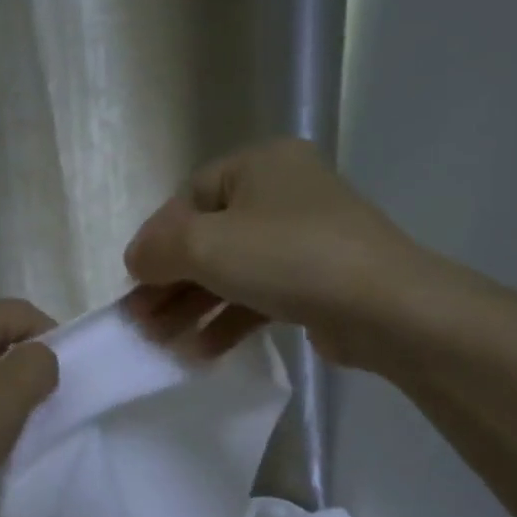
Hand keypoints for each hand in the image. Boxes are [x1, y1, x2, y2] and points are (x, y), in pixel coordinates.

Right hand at [122, 139, 424, 369]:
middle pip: (209, 239)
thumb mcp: (208, 245)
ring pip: (232, 272)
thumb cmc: (289, 258)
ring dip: (194, 308)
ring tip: (162, 343)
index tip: (132, 282)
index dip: (156, 241)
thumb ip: (160, 248)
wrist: (384, 307)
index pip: (189, 199)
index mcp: (259, 164)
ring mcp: (303, 239)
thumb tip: (136, 258)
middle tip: (140, 322)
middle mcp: (282, 194)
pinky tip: (202, 352)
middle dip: (170, 283)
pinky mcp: (316, 281)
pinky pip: (258, 296)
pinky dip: (228, 321)